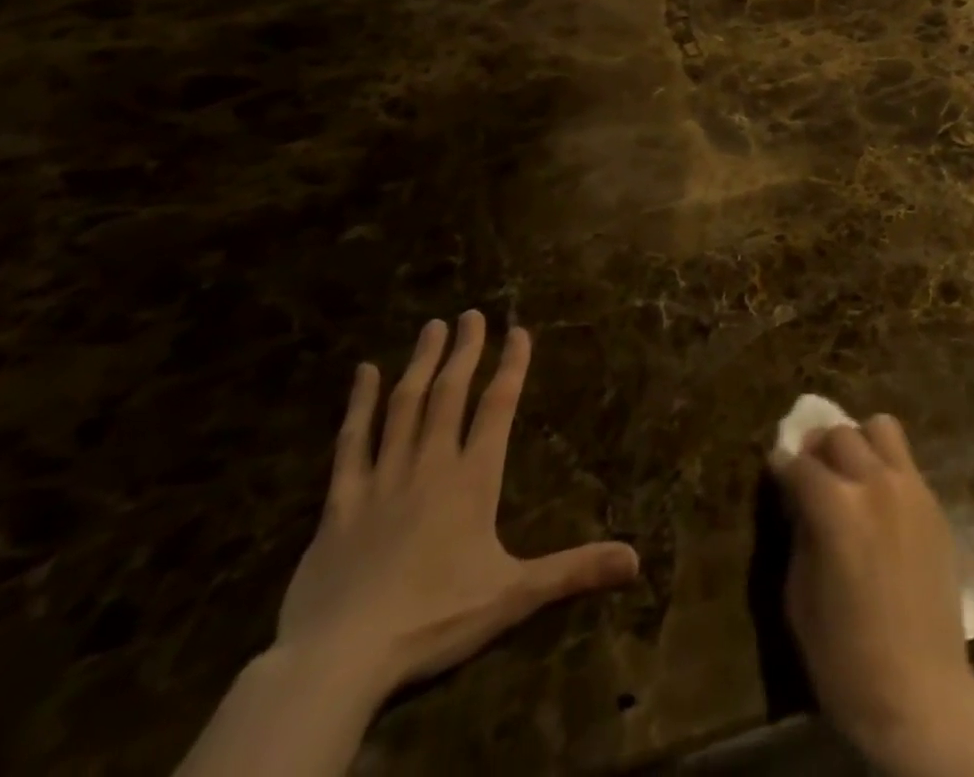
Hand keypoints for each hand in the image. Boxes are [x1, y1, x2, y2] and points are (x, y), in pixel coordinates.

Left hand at [275, 311, 640, 699]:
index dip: (511, 366)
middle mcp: (430, 465)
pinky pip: (351, 442)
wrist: (337, 659)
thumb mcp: (513, 597)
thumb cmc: (433, 620)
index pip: (498, 407)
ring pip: (404, 407)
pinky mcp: (340, 502)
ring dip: (420, 364)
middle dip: (464, 351)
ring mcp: (382, 479)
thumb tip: (636, 560)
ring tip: (431, 327)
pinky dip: (359, 404)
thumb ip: (574, 570)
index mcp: (472, 480)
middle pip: (450, 394)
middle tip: (471, 314)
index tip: (519, 330)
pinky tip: (364, 372)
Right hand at [770, 417, 973, 766]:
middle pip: (840, 433)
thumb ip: (799, 532)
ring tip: (852, 472)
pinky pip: (906, 462)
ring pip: (881, 428)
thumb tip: (799, 498)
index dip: (782, 464)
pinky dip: (886, 466)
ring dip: (860, 442)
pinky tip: (880, 500)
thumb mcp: (799, 596)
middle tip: (811, 471)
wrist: (919, 692)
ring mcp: (911, 488)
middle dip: (818, 447)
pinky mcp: (934, 503)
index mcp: (836, 508)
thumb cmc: (845, 657)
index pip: (799, 463)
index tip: (777, 469)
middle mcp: (875, 484)